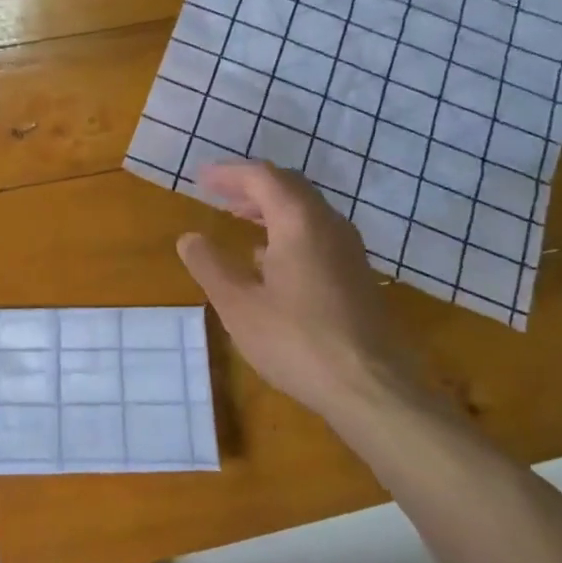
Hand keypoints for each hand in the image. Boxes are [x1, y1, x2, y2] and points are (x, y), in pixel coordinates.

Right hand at [176, 162, 420, 422]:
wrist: (372, 388)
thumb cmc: (297, 341)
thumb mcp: (238, 305)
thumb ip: (210, 266)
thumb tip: (189, 238)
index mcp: (299, 221)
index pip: (262, 177)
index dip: (228, 173)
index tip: (201, 178)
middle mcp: (329, 224)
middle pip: (288, 187)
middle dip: (251, 186)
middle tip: (219, 194)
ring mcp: (349, 250)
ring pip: (306, 211)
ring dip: (270, 208)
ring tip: (239, 219)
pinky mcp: (357, 274)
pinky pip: (317, 233)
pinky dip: (288, 230)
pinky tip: (270, 260)